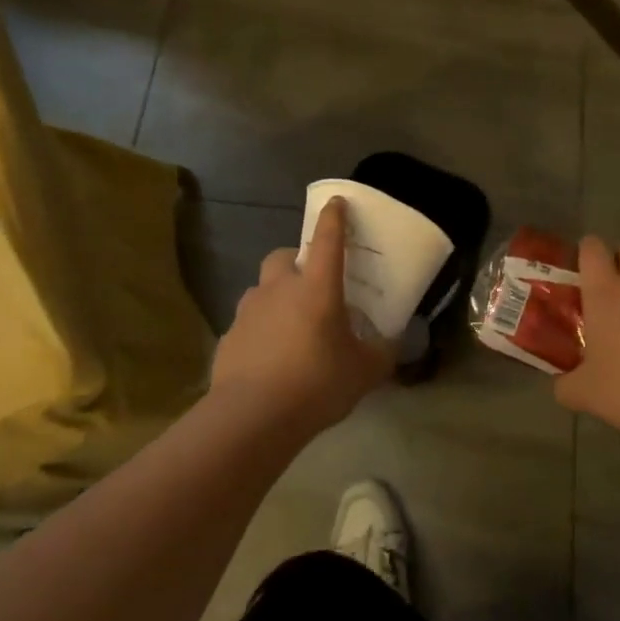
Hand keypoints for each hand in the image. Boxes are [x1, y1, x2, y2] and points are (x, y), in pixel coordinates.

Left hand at [209, 197, 392, 433]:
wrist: (251, 416)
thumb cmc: (316, 384)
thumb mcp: (364, 372)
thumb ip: (381, 353)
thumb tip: (391, 344)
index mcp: (317, 288)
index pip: (328, 240)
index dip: (334, 219)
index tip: (336, 203)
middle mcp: (280, 289)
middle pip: (284, 257)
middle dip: (297, 261)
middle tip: (312, 284)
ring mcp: (249, 311)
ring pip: (263, 289)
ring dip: (277, 296)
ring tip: (291, 325)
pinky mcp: (229, 337)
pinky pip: (249, 323)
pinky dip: (260, 330)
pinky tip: (270, 358)